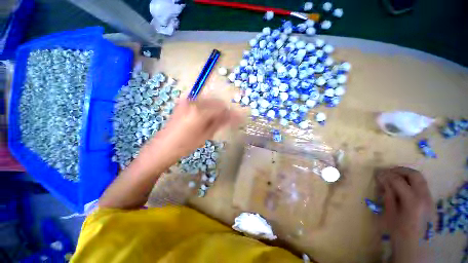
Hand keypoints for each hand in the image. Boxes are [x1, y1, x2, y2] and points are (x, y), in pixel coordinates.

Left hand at [99, 97, 239, 208]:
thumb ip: (220, 122)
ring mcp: (187, 101)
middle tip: (231, 120)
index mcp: (200, 111)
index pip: (222, 108)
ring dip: (217, 109)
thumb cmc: (185, 145)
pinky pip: (201, 102)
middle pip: (216, 102)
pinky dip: (208, 108)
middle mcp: (193, 101)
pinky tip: (209, 117)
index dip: (232, 114)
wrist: (162, 148)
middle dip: (225, 110)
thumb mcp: (206, 135)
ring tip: (220, 120)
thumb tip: (234, 116)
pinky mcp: (183, 103)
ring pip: (209, 101)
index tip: (239, 119)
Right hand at [376, 167, 433, 262]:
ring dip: (406, 175)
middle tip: (388, 172)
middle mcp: (425, 197)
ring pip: (420, 179)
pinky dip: (412, 182)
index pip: (398, 180)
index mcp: (413, 201)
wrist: (417, 249)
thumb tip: (382, 180)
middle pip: (414, 174)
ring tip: (394, 179)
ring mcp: (430, 199)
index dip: (386, 175)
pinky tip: (403, 189)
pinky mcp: (431, 202)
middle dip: (400, 170)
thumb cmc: (399, 233)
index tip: (377, 174)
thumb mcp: (390, 214)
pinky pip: (422, 186)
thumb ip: (388, 195)